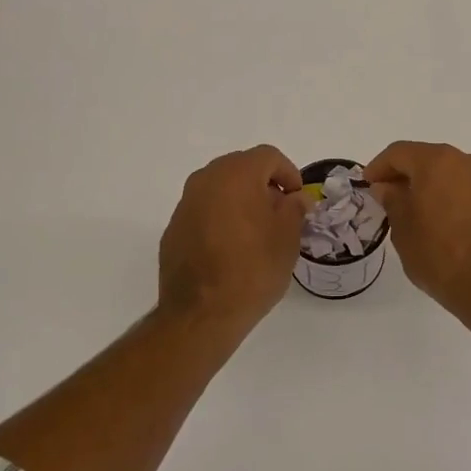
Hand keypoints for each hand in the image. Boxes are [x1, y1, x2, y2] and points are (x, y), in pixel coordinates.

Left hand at [158, 146, 312, 334]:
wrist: (202, 313)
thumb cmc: (253, 269)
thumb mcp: (287, 238)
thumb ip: (294, 209)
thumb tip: (295, 198)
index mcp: (236, 174)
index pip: (268, 156)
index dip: (288, 173)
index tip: (297, 198)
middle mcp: (205, 180)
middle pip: (240, 168)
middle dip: (263, 184)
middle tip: (280, 213)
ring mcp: (185, 204)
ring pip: (219, 189)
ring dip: (240, 200)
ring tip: (256, 231)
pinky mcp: (173, 229)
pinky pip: (203, 211)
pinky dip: (220, 218)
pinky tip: (230, 248)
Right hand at [363, 142, 470, 320]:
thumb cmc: (438, 254)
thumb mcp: (403, 229)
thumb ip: (392, 200)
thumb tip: (387, 187)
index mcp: (437, 162)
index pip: (399, 153)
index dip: (379, 167)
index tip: (367, 185)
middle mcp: (467, 162)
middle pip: (427, 159)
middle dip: (406, 175)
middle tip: (388, 197)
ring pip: (451, 174)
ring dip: (431, 187)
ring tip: (416, 212)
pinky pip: (469, 191)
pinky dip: (452, 199)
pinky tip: (444, 222)